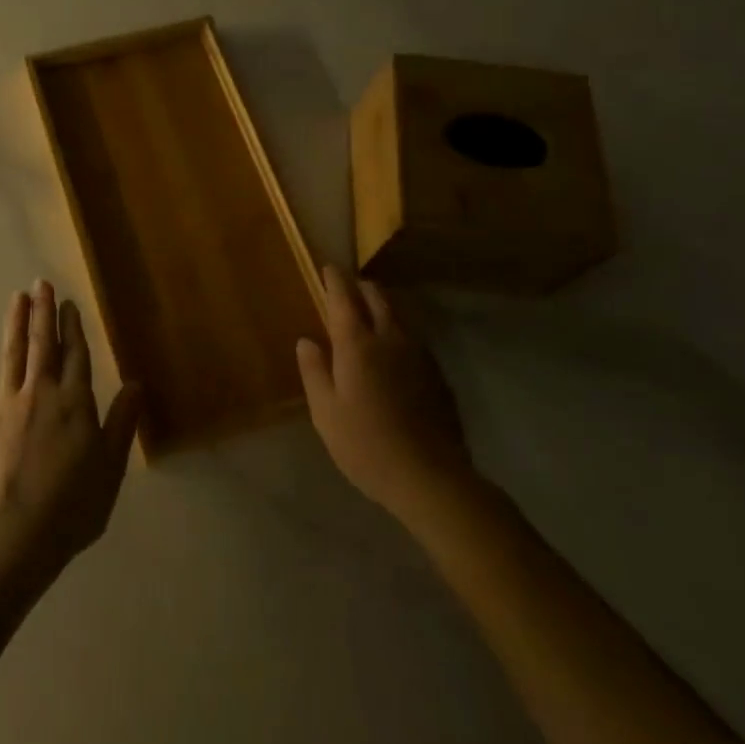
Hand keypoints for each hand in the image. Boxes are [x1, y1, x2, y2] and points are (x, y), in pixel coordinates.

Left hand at [0, 281, 142, 592]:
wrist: (17, 536)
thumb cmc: (73, 506)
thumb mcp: (111, 467)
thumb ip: (122, 422)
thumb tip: (135, 383)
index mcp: (75, 403)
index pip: (76, 355)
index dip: (73, 327)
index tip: (68, 303)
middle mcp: (40, 394)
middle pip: (43, 346)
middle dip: (43, 313)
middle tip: (40, 283)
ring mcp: (6, 407)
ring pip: (11, 356)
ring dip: (15, 325)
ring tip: (17, 298)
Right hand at [297, 265, 470, 519]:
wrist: (431, 476)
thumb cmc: (366, 445)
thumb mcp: (325, 413)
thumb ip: (314, 371)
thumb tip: (307, 341)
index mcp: (357, 345)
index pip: (344, 298)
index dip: (334, 280)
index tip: (328, 267)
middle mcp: (390, 339)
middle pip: (377, 297)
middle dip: (361, 287)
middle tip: (348, 288)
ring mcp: (419, 354)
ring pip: (399, 315)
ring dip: (382, 307)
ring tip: (369, 315)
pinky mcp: (437, 373)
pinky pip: (413, 338)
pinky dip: (397, 331)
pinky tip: (393, 352)